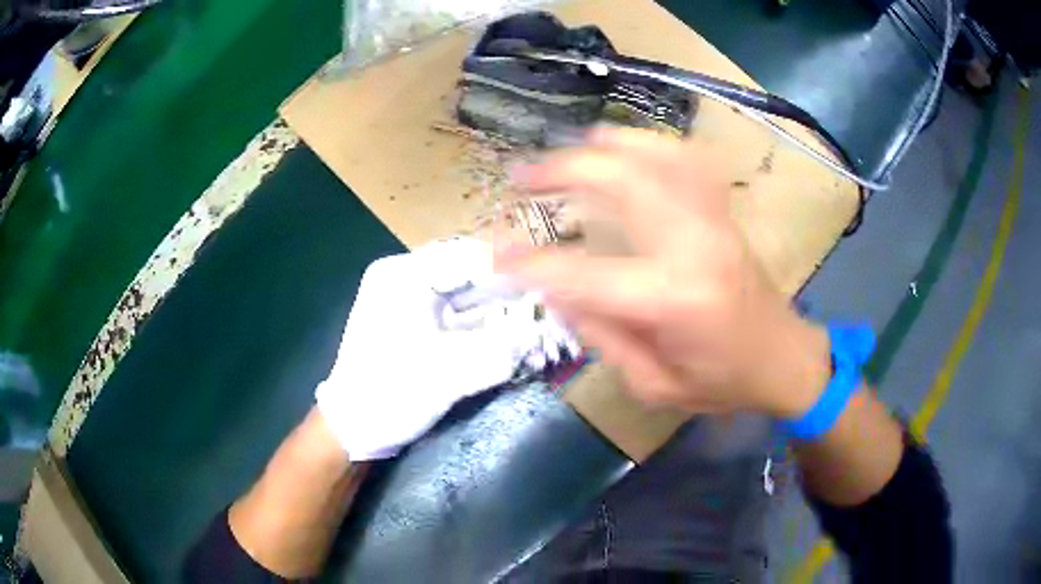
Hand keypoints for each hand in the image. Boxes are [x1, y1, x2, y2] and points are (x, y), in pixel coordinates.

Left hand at [317, 237, 576, 460]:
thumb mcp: (448, 373)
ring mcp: (409, 301)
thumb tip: (541, 333)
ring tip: (535, 326)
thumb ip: (500, 350)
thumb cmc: (389, 393)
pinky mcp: (416, 324)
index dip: (511, 270)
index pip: (468, 256)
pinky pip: (459, 315)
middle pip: (469, 274)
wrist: (352, 428)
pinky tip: (510, 340)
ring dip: (500, 312)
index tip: (548, 287)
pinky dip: (484, 327)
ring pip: (467, 295)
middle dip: (509, 294)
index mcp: (403, 276)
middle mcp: (405, 278)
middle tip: (546, 309)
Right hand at [497, 129, 829, 418]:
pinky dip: (648, 144)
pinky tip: (623, 145)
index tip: (496, 253)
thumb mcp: (654, 384)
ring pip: (654, 155)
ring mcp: (712, 218)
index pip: (586, 272)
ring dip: (602, 146)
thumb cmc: (722, 382)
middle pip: (622, 182)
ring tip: (564, 150)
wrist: (782, 358)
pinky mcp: (721, 211)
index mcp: (674, 299)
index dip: (534, 262)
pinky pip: (684, 158)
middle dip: (563, 171)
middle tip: (521, 176)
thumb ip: (603, 335)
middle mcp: (694, 245)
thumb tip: (558, 291)